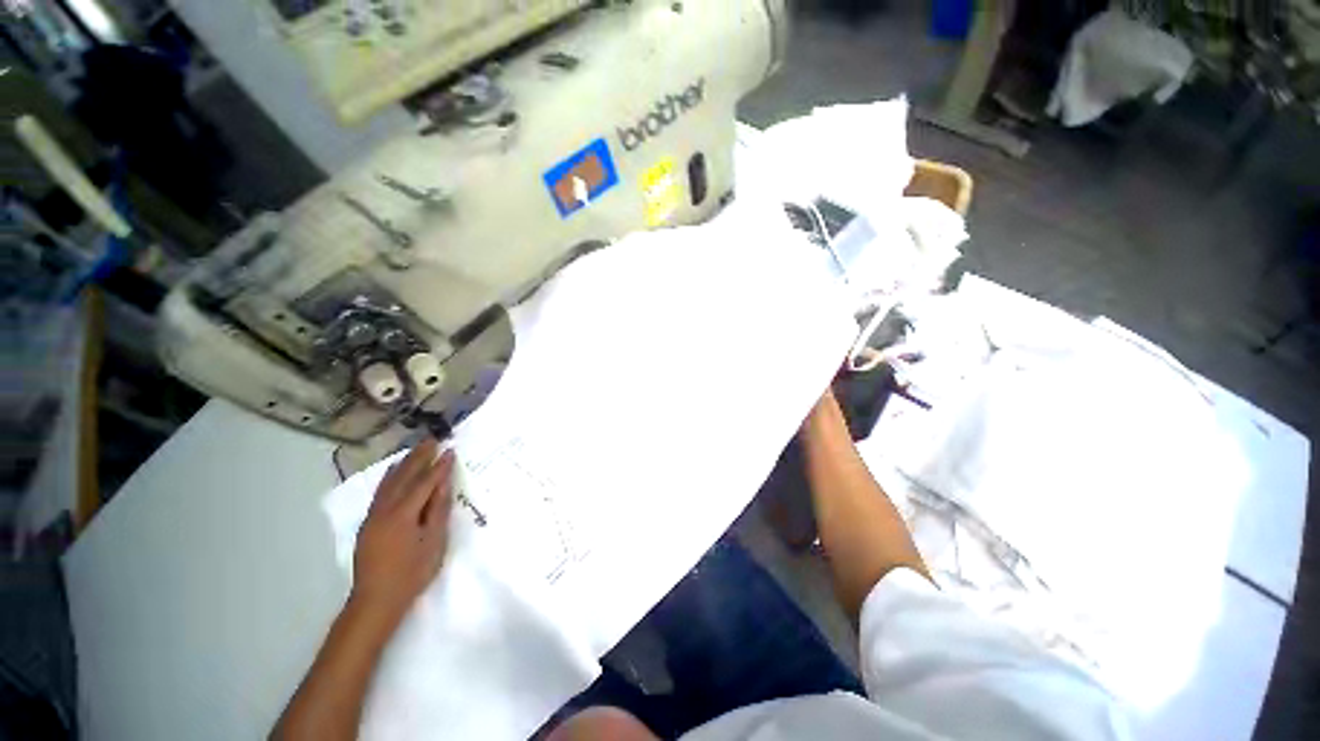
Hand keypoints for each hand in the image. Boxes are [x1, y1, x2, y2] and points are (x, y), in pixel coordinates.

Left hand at [351, 438, 454, 624]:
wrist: (375, 600)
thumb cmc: (412, 572)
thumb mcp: (434, 541)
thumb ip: (438, 509)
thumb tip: (443, 483)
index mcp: (403, 514)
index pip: (424, 482)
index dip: (438, 466)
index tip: (450, 449)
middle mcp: (385, 509)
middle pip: (404, 476)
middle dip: (419, 457)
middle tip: (432, 439)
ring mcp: (373, 516)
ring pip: (389, 482)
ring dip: (403, 463)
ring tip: (415, 449)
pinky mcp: (368, 523)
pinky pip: (380, 491)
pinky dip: (389, 477)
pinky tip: (393, 471)